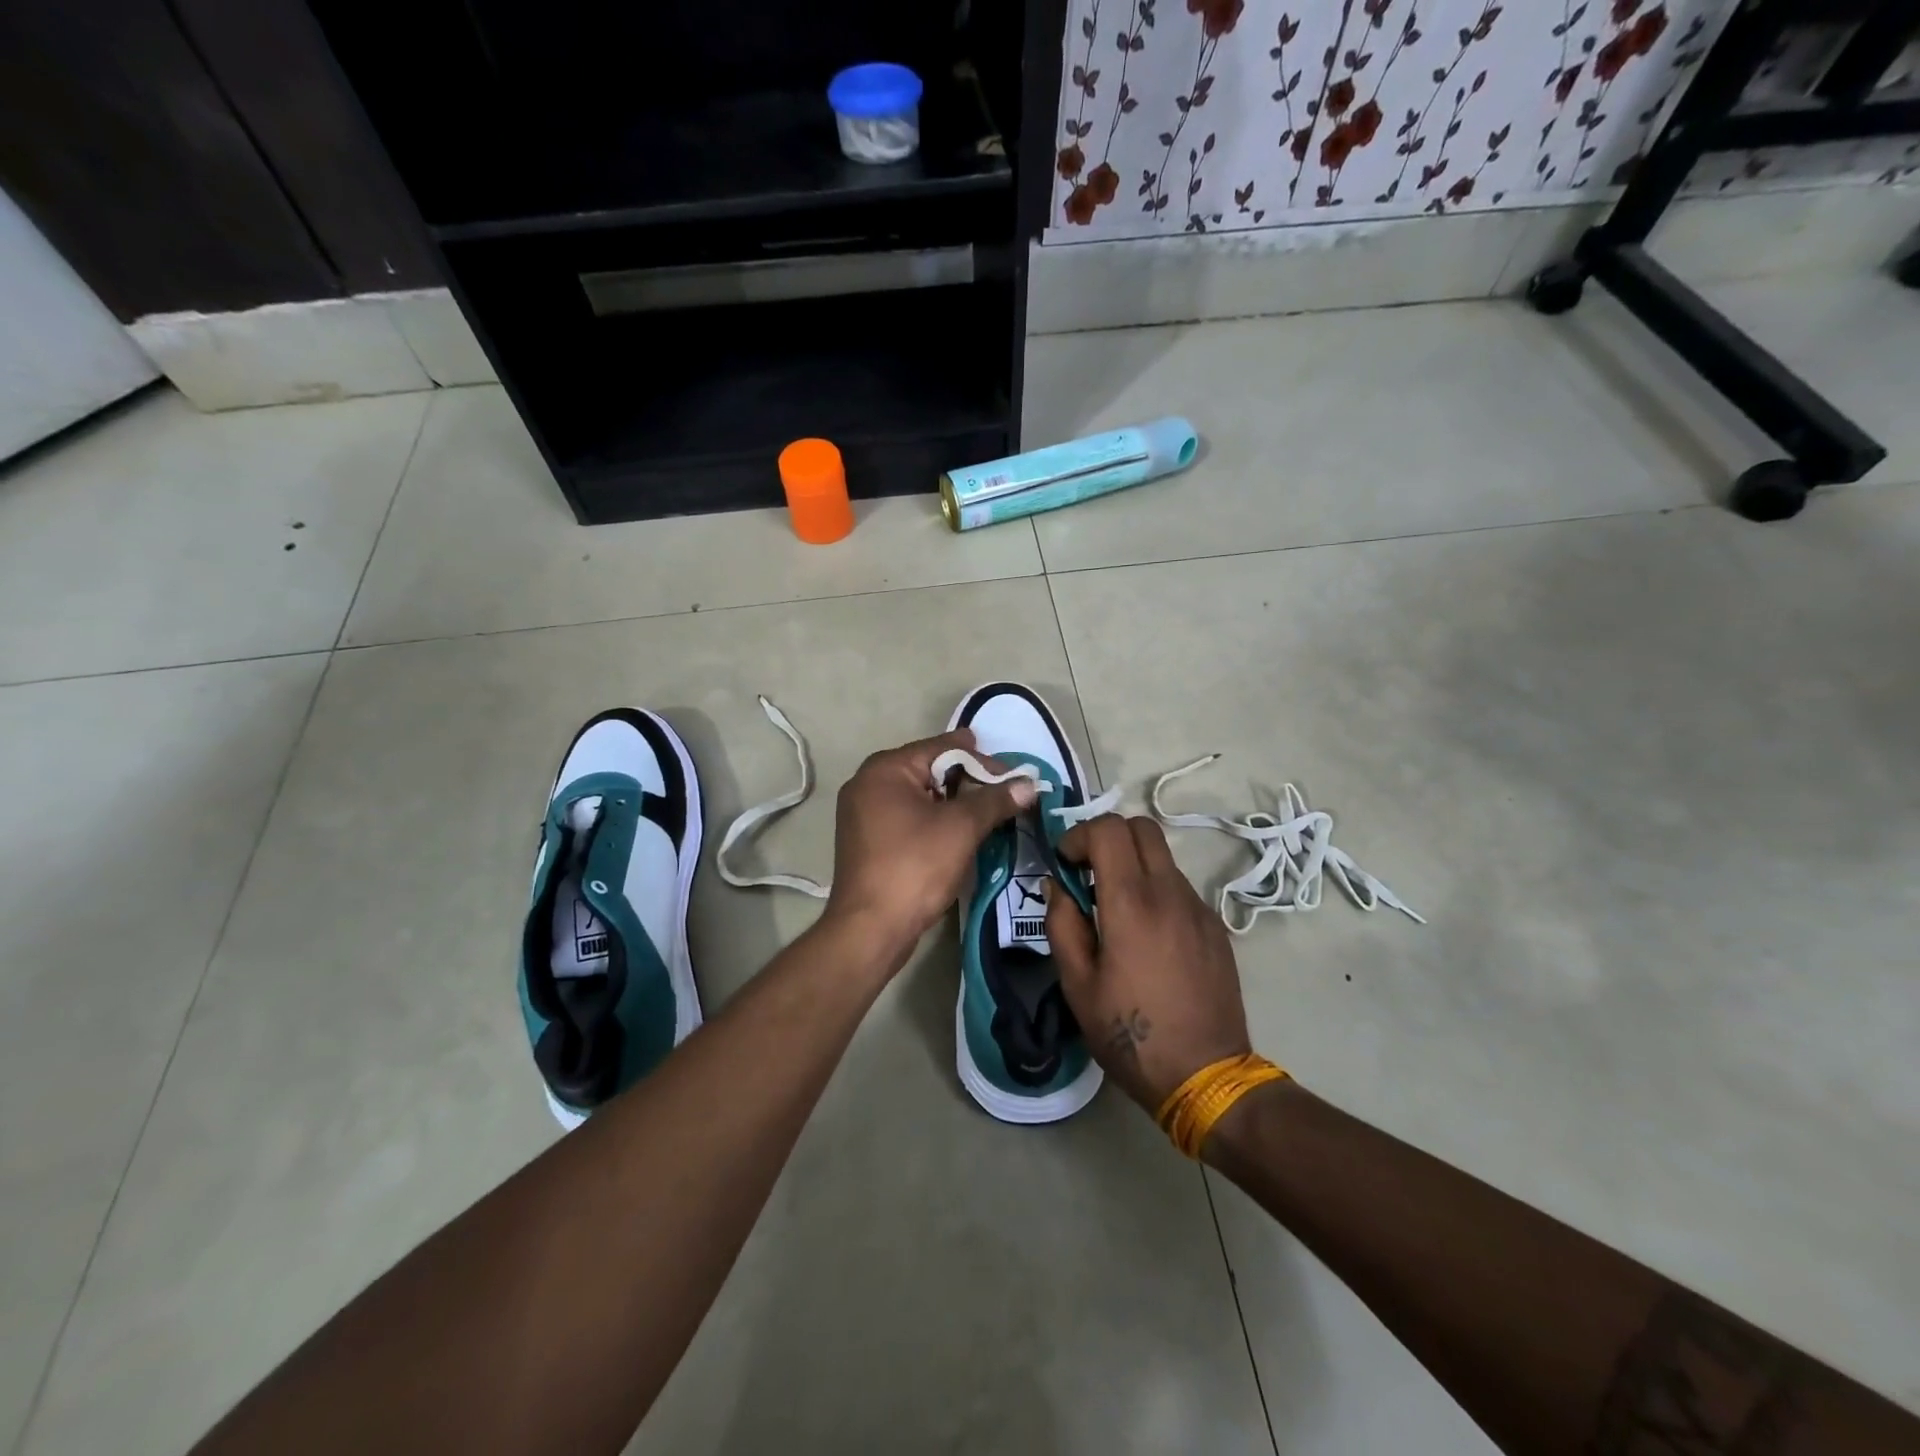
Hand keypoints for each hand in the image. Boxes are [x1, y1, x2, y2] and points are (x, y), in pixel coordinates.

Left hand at [823, 729, 1034, 965]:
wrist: (871, 929)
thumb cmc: (915, 867)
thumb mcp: (961, 828)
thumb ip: (995, 800)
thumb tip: (1028, 784)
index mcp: (885, 769)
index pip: (943, 748)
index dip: (983, 760)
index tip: (1015, 775)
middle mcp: (868, 783)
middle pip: (930, 769)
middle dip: (969, 780)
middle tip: (1005, 794)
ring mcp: (863, 813)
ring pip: (920, 795)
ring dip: (954, 803)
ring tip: (989, 814)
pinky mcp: (868, 840)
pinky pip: (908, 817)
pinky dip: (935, 820)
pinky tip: (960, 833)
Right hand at [1046, 815, 1252, 1112]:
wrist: (1206, 1075)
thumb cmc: (1130, 1034)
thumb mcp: (1077, 985)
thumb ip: (1062, 925)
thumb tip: (1057, 886)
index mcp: (1131, 904)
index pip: (1109, 830)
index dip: (1079, 835)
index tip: (1066, 864)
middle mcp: (1170, 893)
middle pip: (1142, 827)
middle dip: (1108, 837)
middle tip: (1088, 873)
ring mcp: (1199, 908)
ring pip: (1163, 857)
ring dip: (1133, 864)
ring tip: (1115, 909)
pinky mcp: (1215, 927)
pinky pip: (1180, 887)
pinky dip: (1156, 890)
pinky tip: (1147, 935)